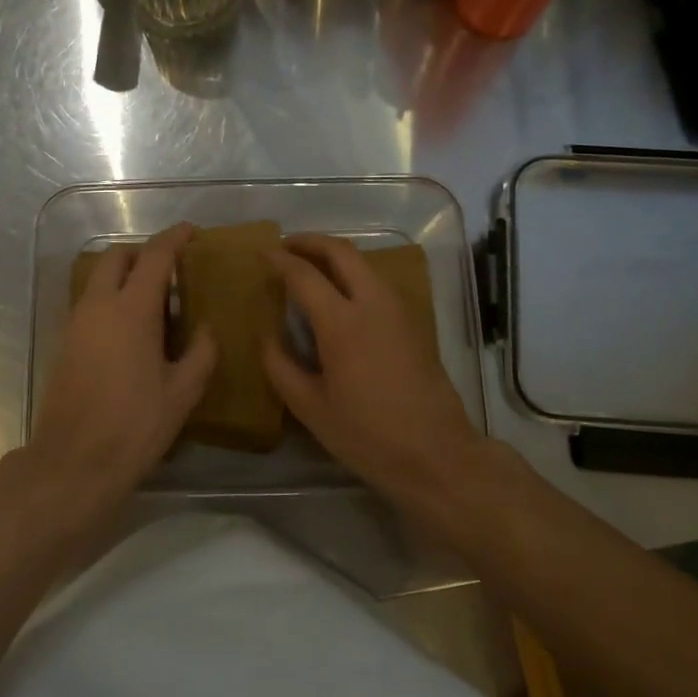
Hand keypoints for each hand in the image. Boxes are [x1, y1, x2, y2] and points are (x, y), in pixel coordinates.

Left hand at [15, 223, 216, 535]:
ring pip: (99, 280)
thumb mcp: (182, 393)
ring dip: (124, 276)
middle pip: (116, 257)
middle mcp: (99, 306)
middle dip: (143, 252)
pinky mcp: (65, 343)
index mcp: (132, 310)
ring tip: (155, 301)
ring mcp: (76, 323)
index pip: (155, 257)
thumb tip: (207, 329)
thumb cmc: (134, 426)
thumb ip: (201, 353)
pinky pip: (90, 303)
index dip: (174, 238)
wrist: (73, 462)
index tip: (191, 232)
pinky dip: (111, 299)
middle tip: (170, 267)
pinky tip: (132, 330)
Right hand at [262, 234, 485, 506]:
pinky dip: (353, 274)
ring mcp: (399, 311)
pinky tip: (338, 295)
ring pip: (364, 264)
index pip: (304, 275)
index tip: (261, 252)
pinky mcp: (413, 323)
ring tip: (309, 267)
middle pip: (342, 252)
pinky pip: (377, 282)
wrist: (436, 455)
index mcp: (342, 323)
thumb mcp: (310, 408)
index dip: (279, 259)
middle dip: (311, 242)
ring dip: (334, 255)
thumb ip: (280, 366)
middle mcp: (373, 304)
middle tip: (286, 246)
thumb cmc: (367, 435)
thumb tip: (267, 337)